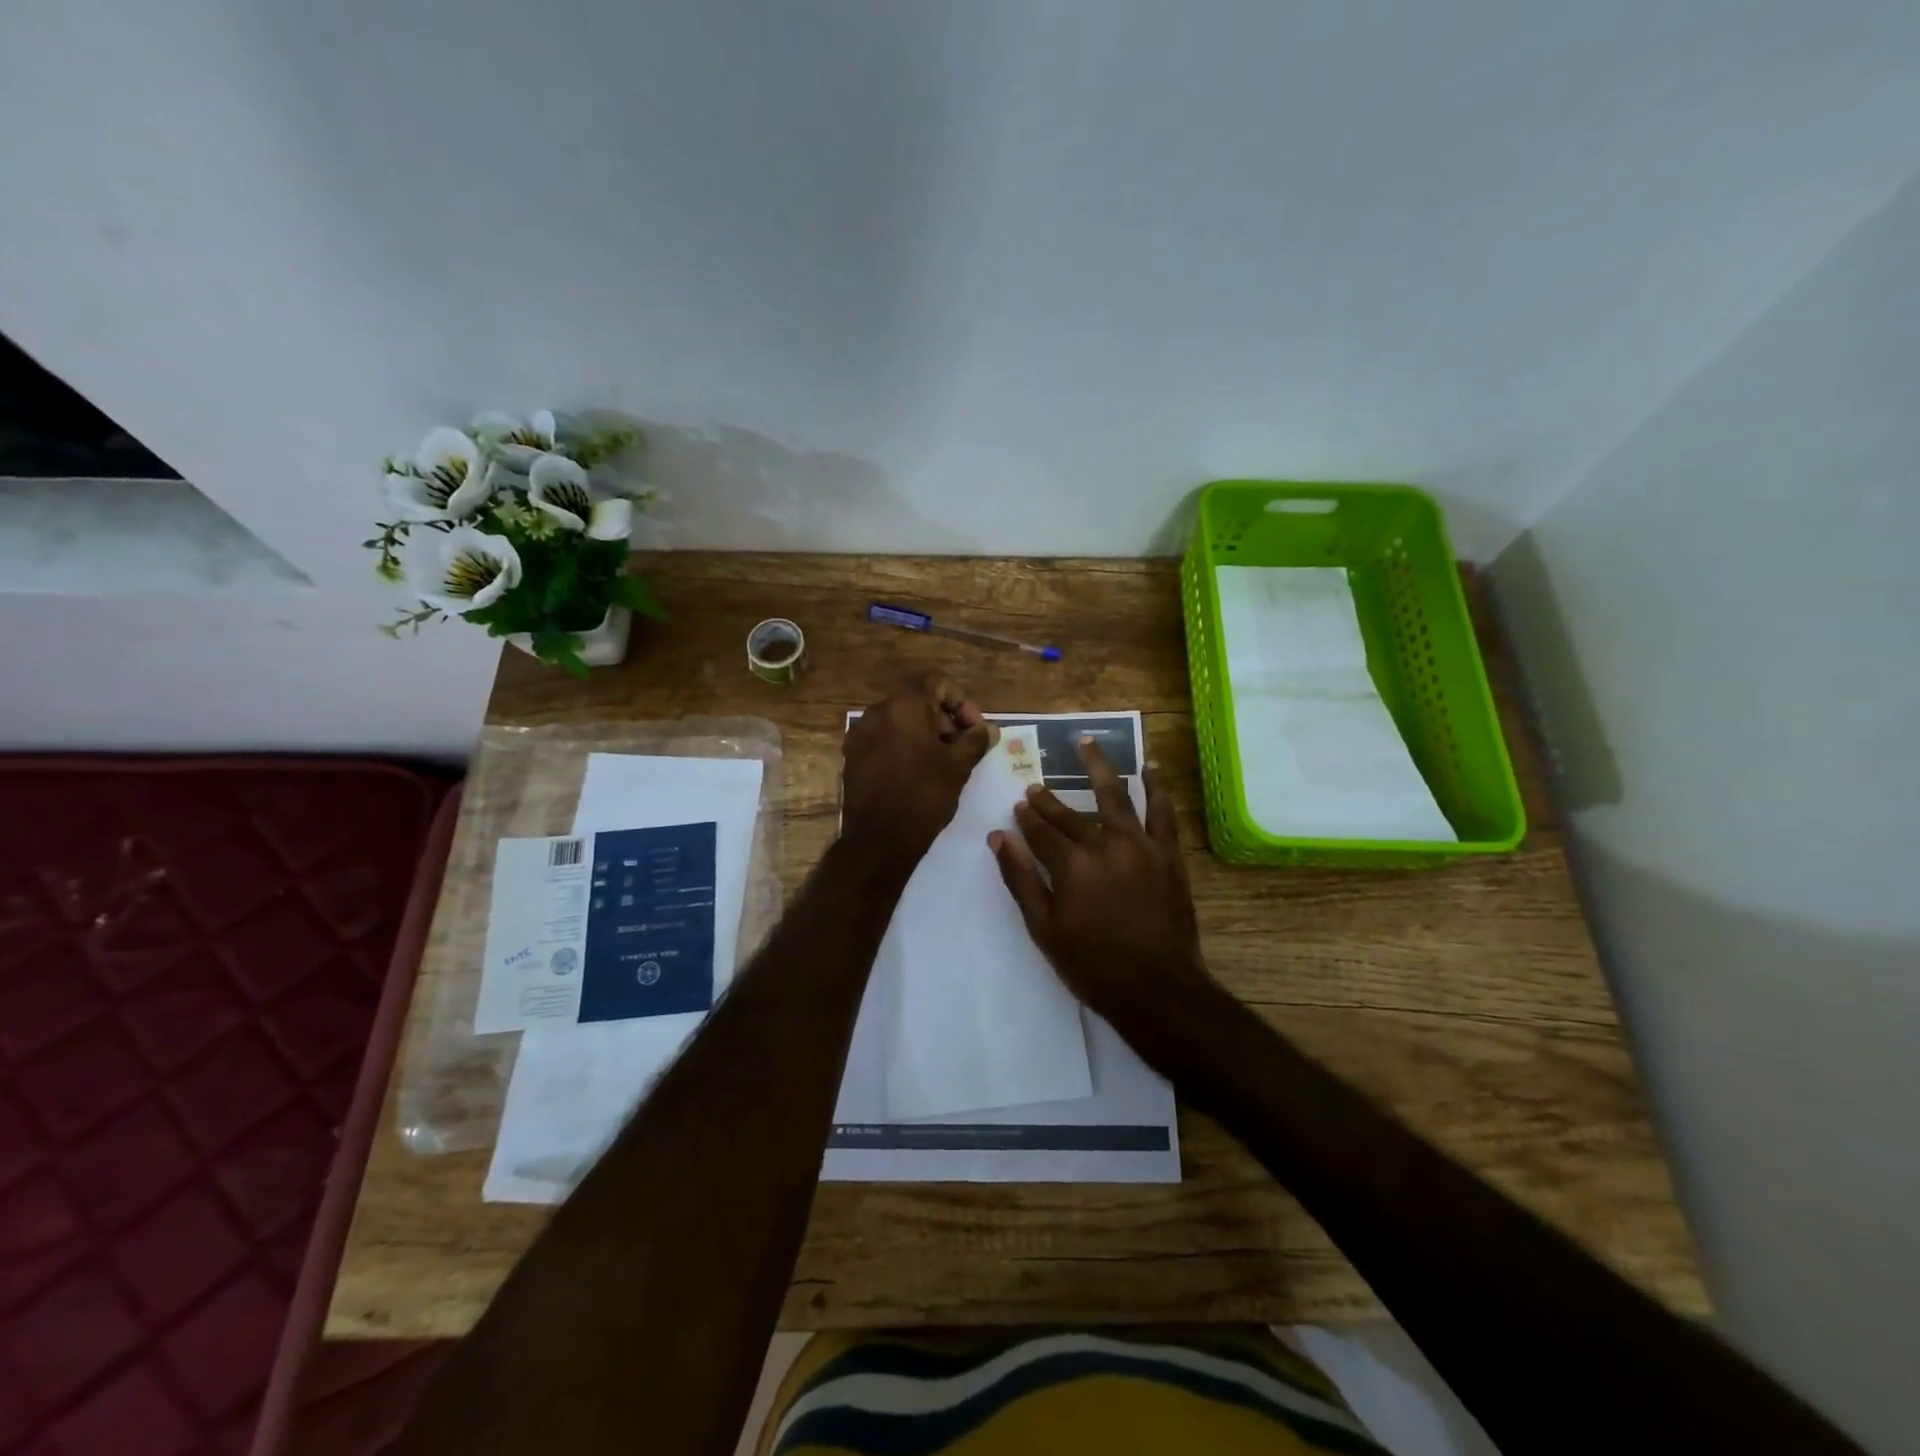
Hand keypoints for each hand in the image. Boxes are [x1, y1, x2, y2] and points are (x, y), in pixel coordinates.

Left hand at [842, 672, 997, 862]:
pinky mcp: (852, 756)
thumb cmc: (923, 797)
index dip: (961, 701)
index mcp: (904, 706)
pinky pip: (884, 739)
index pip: (937, 682)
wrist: (878, 841)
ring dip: (925, 733)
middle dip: (944, 718)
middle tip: (962, 747)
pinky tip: (917, 772)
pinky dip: (904, 746)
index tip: (973, 729)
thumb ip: (975, 741)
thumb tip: (989, 729)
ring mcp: (860, 734)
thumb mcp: (958, 767)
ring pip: (900, 720)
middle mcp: (877, 712)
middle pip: (917, 700)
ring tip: (942, 762)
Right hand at [990, 740, 1215, 1054]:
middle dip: (1049, 801)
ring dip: (1098, 767)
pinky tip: (1149, 766)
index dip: (1027, 818)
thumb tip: (998, 837)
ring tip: (1086, 743)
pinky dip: (1156, 786)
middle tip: (1036, 788)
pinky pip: (1162, 811)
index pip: (1041, 831)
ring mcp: (1139, 845)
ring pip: (1114, 795)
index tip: (1018, 806)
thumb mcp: (1044, 928)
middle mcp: (1104, 844)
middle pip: (1070, 814)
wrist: (1158, 988)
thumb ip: (1020, 879)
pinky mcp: (1167, 853)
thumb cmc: (1093, 964)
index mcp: (1071, 864)